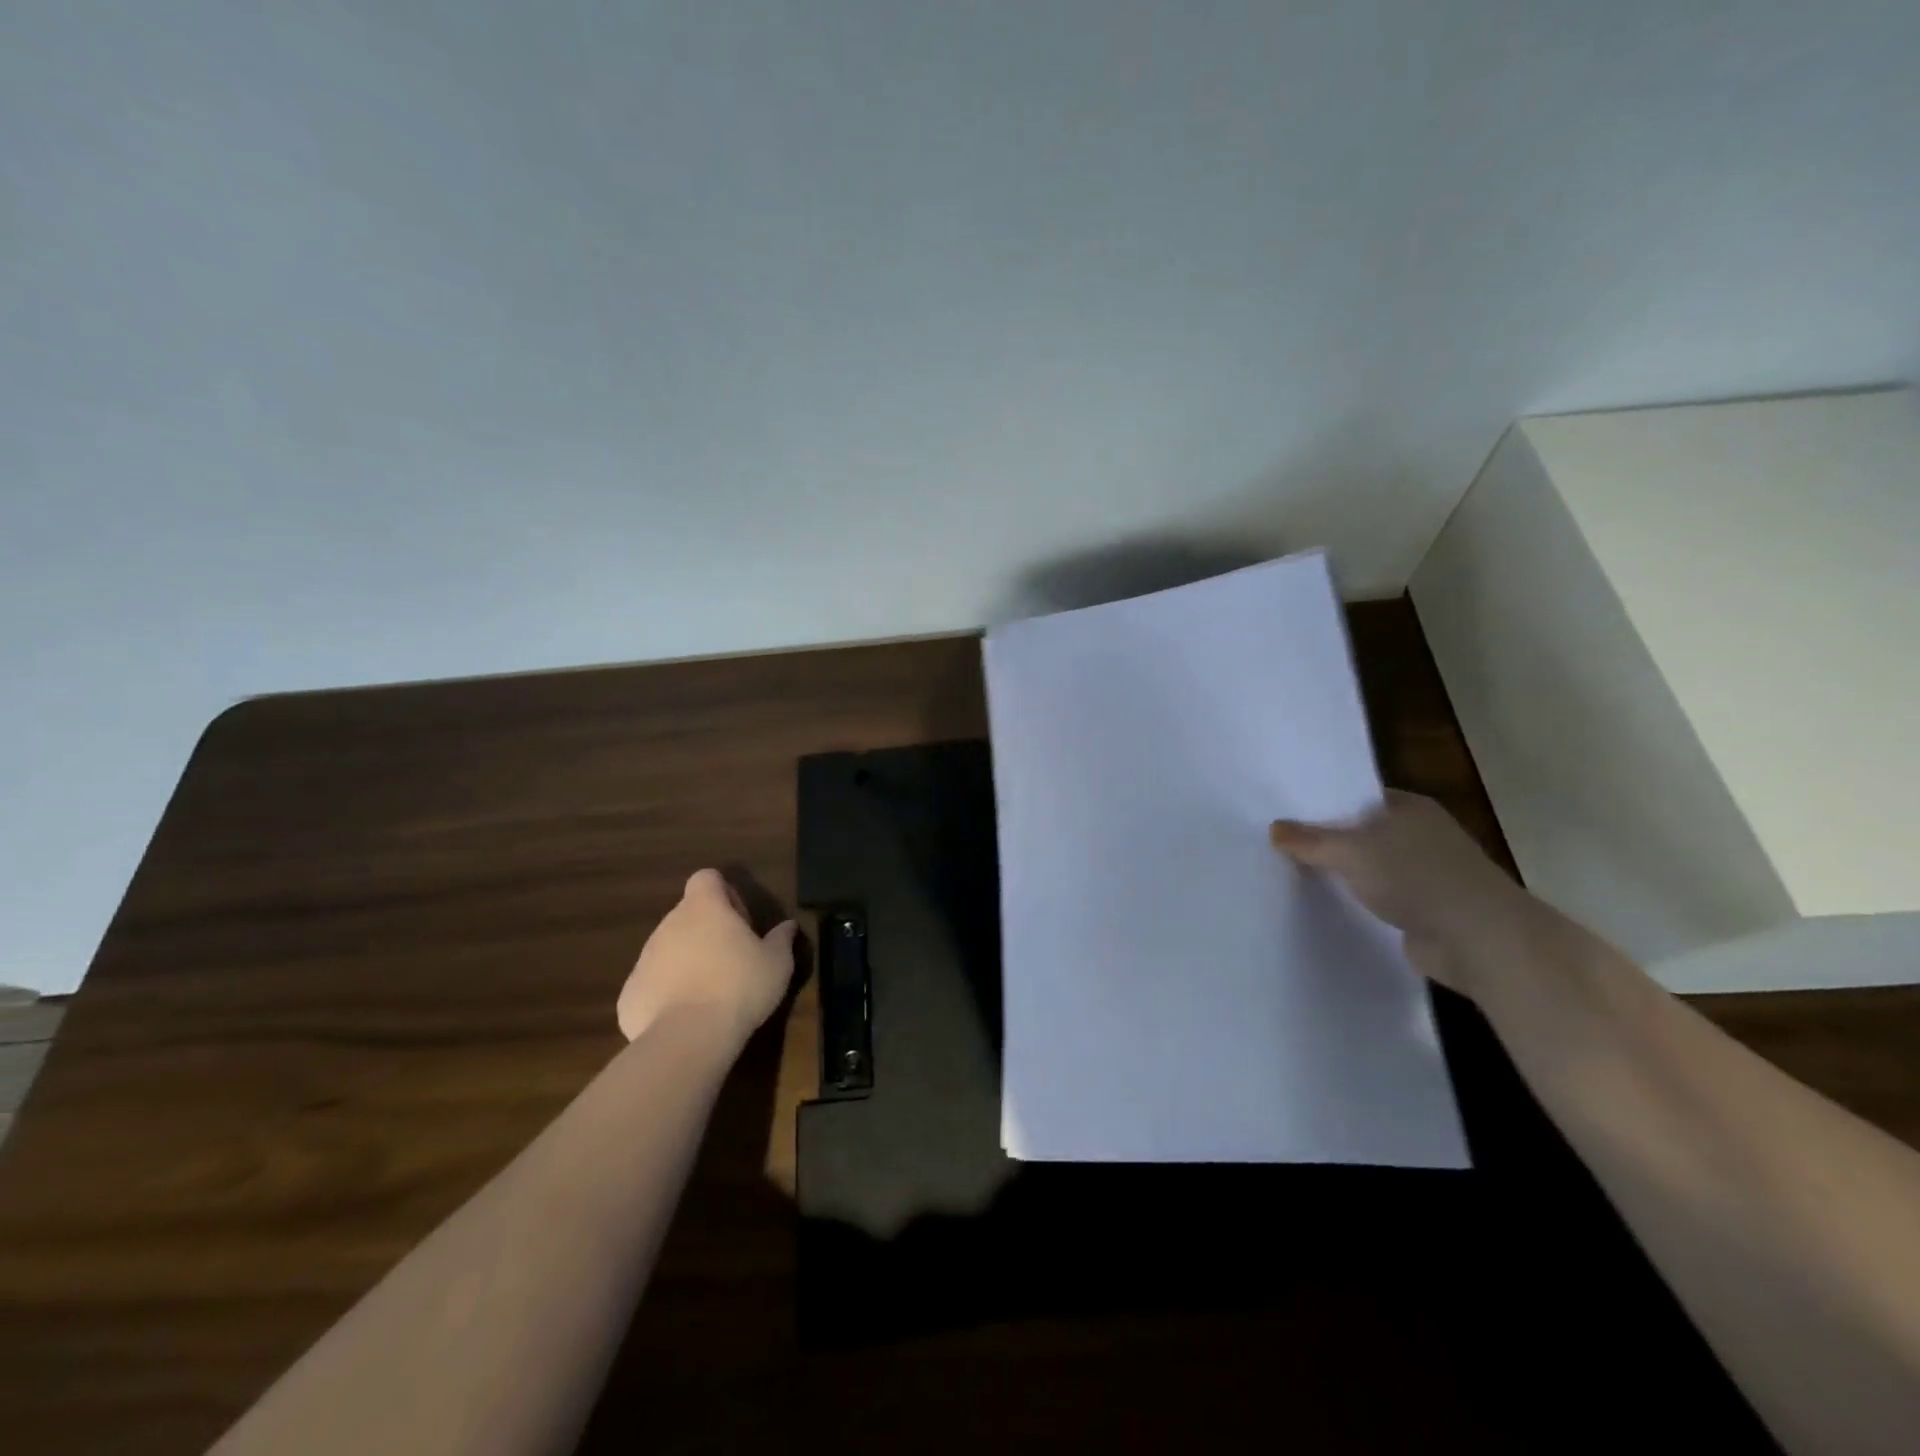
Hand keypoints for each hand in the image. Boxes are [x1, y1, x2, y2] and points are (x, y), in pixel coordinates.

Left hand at [617, 870, 797, 1044]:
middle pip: (687, 915)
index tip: (740, 921)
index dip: (724, 893)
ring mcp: (644, 958)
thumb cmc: (740, 987)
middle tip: (732, 960)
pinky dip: (667, 994)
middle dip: (707, 931)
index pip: (706, 878)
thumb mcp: (777, 963)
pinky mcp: (630, 993)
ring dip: (687, 962)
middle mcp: (669, 924)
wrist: (688, 1038)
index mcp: (705, 908)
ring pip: (668, 949)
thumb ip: (781, 939)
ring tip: (710, 993)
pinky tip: (686, 1017)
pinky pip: (652, 984)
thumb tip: (788, 926)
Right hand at [1270, 790, 1539, 998]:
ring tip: (1296, 876)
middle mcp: (1421, 834)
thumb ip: (1310, 841)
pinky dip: (1361, 902)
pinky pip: (1382, 898)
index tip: (1286, 815)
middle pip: (1363, 832)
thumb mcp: (1351, 852)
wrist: (1478, 939)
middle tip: (1281, 846)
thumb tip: (1274, 828)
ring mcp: (1427, 873)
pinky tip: (1330, 905)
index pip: (1357, 797)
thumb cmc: (1416, 876)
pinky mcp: (1427, 909)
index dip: (1323, 805)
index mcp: (1410, 807)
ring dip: (1345, 874)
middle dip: (1329, 841)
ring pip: (1372, 867)